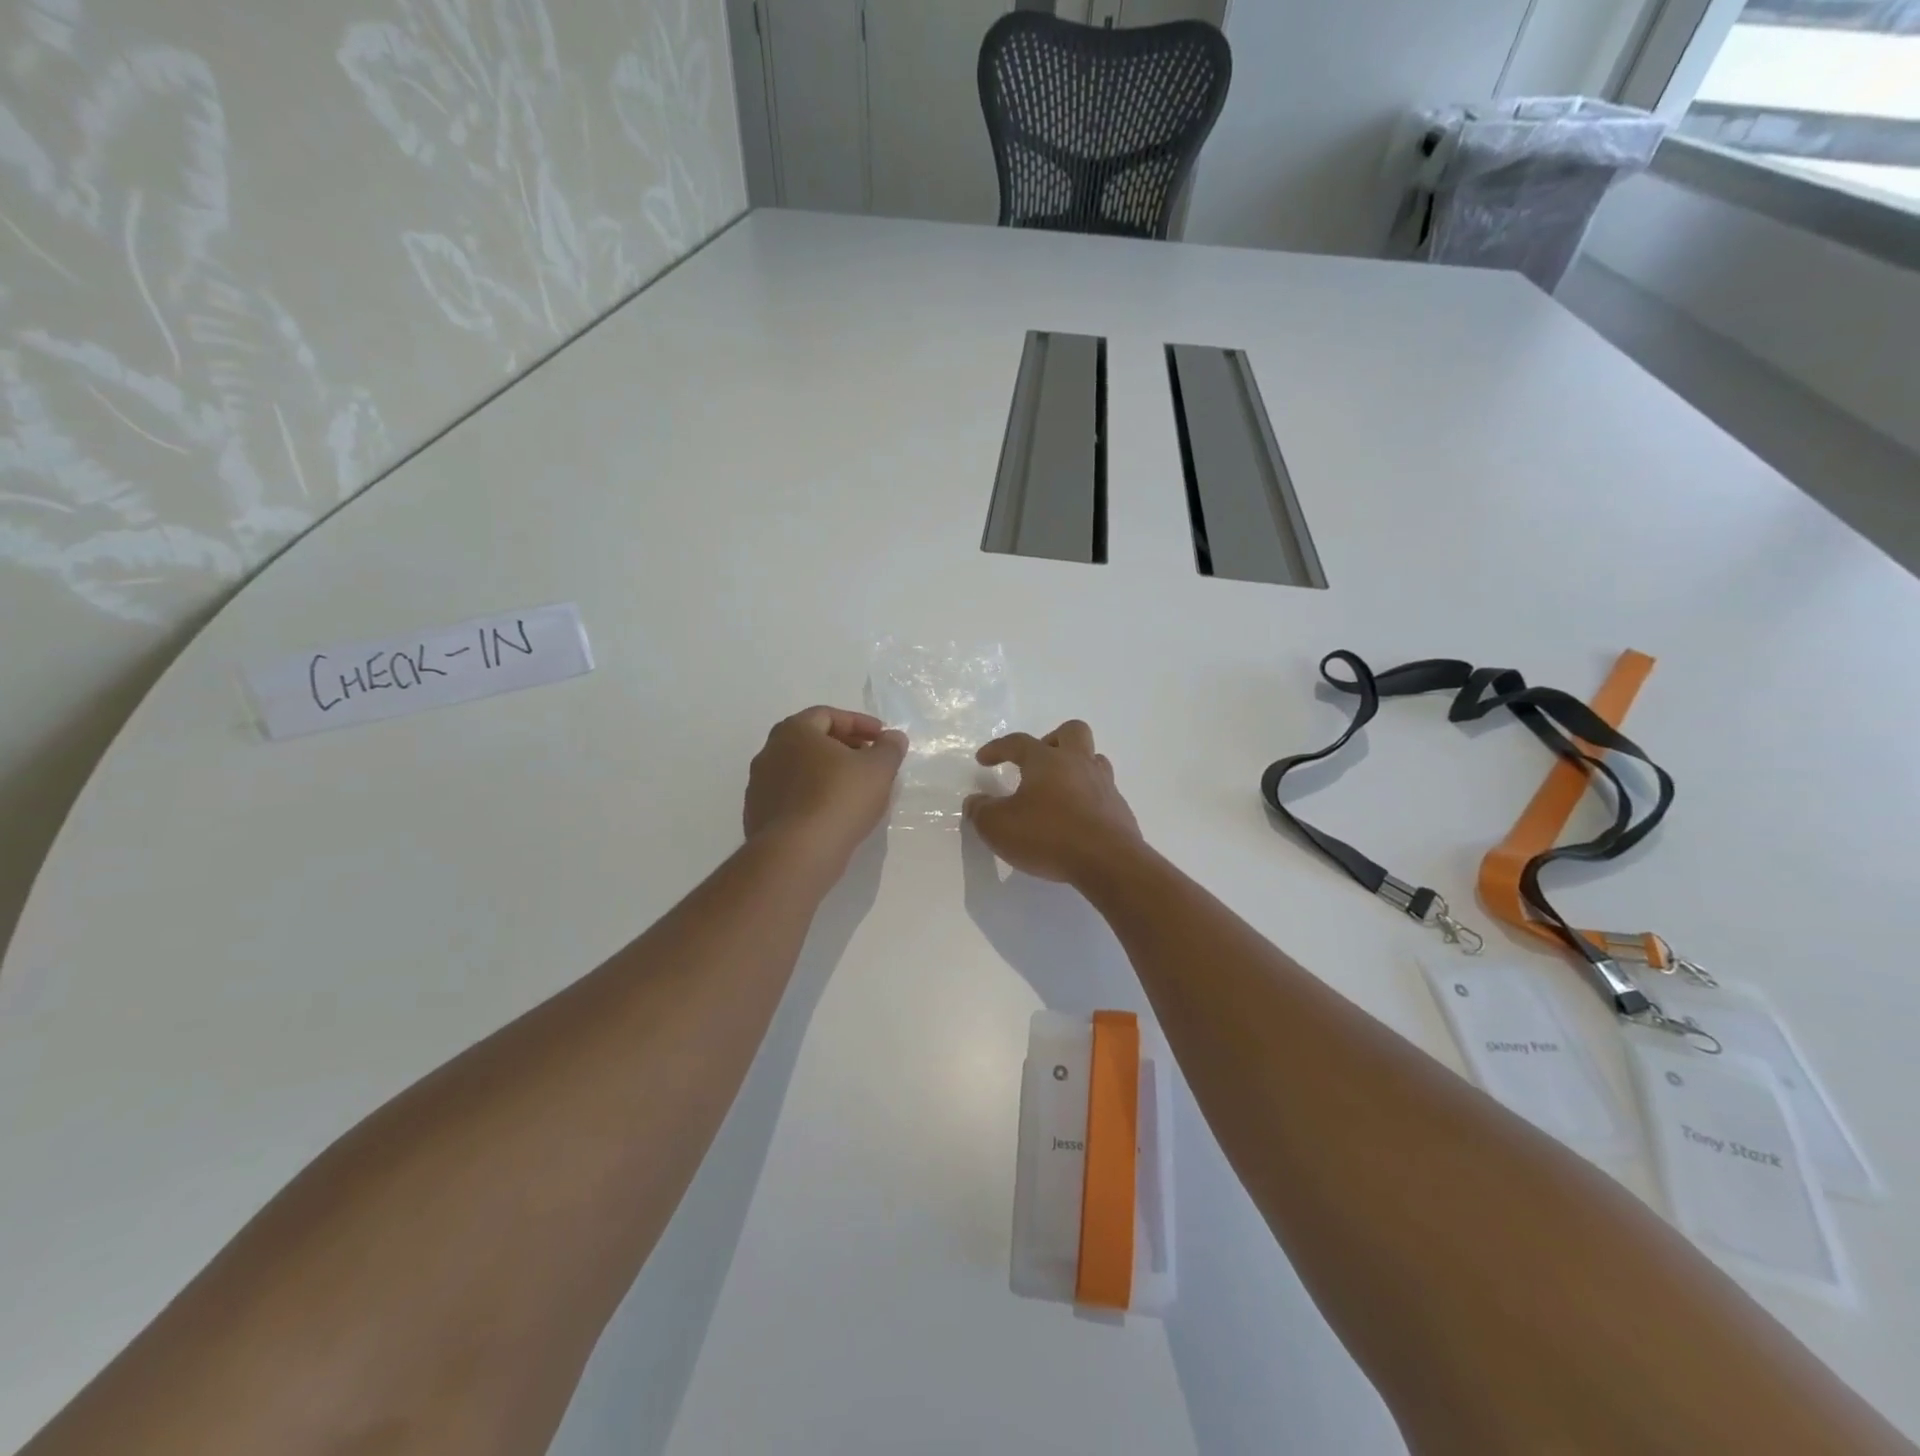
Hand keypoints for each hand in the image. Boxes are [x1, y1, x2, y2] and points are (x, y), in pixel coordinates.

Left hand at [744, 707, 907, 873]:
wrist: (797, 853)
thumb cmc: (840, 799)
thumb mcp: (879, 769)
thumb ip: (889, 748)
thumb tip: (893, 738)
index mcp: (794, 731)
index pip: (828, 715)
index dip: (859, 723)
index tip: (882, 738)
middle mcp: (769, 752)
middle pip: (812, 742)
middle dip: (844, 748)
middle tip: (870, 761)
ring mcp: (759, 786)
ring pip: (801, 771)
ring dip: (828, 775)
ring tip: (855, 791)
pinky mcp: (758, 816)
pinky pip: (793, 798)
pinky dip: (814, 798)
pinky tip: (834, 815)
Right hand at [963, 720, 1143, 884]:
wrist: (1108, 862)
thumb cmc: (1048, 836)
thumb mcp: (999, 827)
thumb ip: (981, 811)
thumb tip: (975, 801)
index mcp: (1047, 760)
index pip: (1018, 742)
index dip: (998, 748)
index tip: (983, 759)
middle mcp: (1078, 764)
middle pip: (1071, 731)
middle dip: (1051, 740)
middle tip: (1035, 763)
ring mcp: (1104, 785)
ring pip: (1093, 759)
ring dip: (1075, 767)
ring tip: (1058, 790)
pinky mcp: (1119, 810)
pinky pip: (1102, 792)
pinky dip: (1087, 798)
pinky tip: (1075, 819)